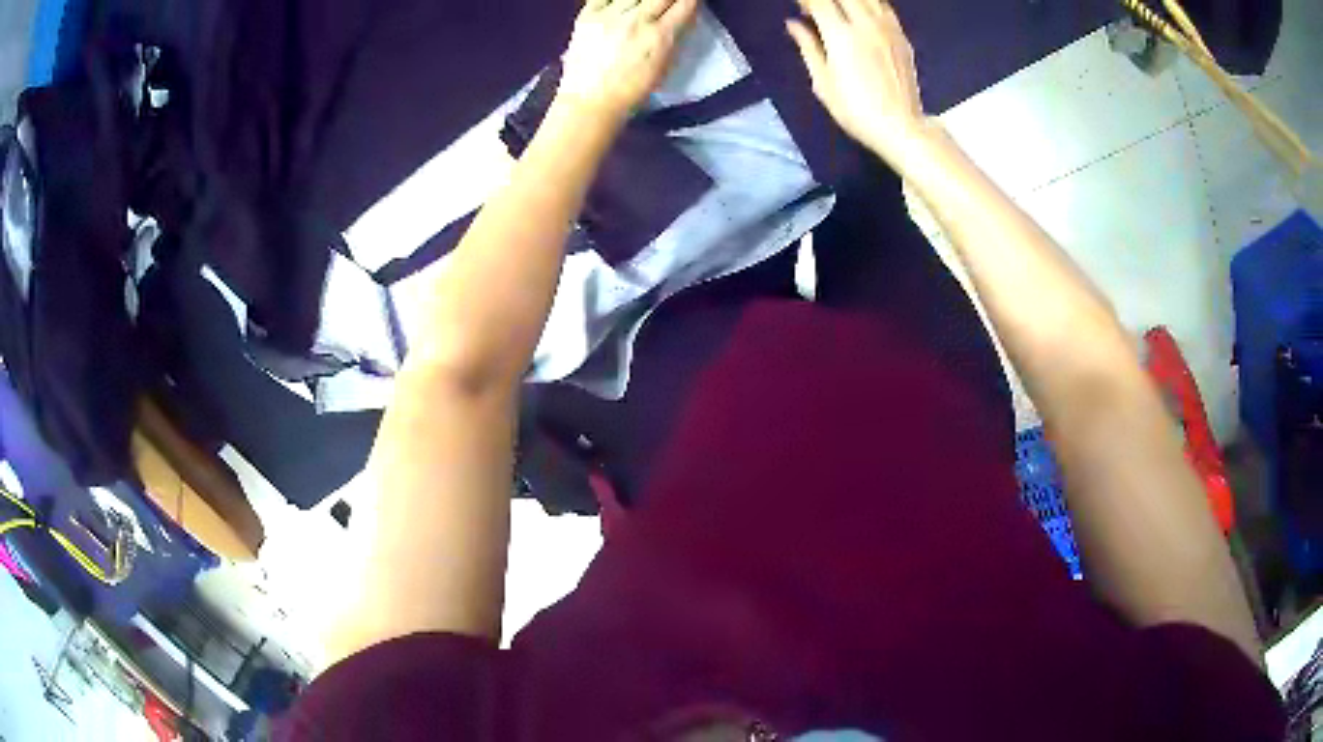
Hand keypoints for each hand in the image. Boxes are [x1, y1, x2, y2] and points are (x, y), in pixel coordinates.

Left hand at [558, 0, 699, 121]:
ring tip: (644, 7)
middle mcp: (636, 20)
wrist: (590, 100)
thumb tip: (684, 14)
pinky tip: (623, 4)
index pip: (685, 4)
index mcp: (659, 36)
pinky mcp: (587, 14)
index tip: (688, 2)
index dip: (690, 0)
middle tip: (667, 5)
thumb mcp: (665, 65)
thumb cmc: (632, 89)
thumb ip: (676, 36)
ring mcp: (609, 15)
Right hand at [787, 0, 930, 164]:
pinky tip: (861, 12)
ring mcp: (887, 29)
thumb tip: (794, 25)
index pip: (818, 1)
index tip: (798, 5)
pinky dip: (869, 4)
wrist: (901, 126)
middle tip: (815, 8)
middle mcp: (866, 25)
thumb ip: (808, 47)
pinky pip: (884, 6)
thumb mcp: (823, 82)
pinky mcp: (901, 36)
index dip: (805, 0)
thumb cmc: (856, 111)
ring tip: (838, 9)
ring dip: (848, 0)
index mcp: (841, 36)